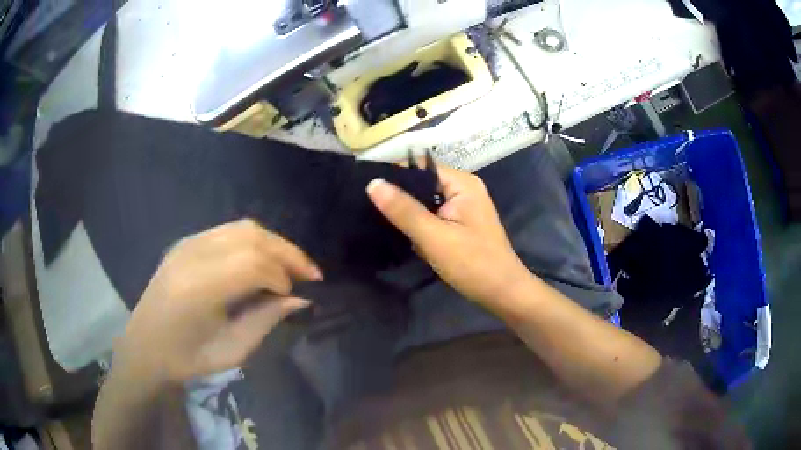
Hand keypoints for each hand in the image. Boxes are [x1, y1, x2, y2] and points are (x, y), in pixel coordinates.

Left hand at [117, 219, 321, 382]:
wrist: (144, 347)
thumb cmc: (185, 359)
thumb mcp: (231, 351)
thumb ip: (265, 321)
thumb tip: (301, 299)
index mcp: (198, 288)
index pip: (253, 263)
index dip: (284, 275)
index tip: (298, 295)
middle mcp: (192, 255)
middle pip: (251, 236)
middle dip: (287, 253)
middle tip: (311, 274)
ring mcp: (187, 243)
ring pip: (243, 227)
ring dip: (273, 243)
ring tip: (292, 266)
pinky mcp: (186, 242)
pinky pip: (229, 231)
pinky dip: (254, 241)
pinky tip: (264, 260)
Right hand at [366, 163, 532, 305]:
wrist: (503, 294)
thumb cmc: (473, 264)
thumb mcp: (434, 237)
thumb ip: (404, 210)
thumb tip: (373, 183)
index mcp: (462, 184)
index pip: (421, 168)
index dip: (394, 176)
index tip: (366, 189)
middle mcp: (464, 190)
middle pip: (423, 185)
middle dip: (400, 198)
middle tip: (369, 209)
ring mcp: (463, 208)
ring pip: (426, 203)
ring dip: (409, 215)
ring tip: (378, 221)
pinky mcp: (460, 225)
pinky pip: (433, 218)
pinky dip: (420, 227)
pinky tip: (403, 235)